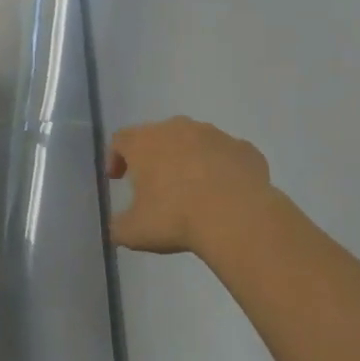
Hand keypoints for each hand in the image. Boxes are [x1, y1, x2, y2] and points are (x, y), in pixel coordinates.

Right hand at [108, 117, 275, 257]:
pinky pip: (227, 155)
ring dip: (189, 159)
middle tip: (154, 184)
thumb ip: (118, 227)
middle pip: (158, 135)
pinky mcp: (244, 149)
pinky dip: (222, 168)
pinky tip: (225, 193)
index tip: (116, 179)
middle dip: (154, 156)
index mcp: (145, 142)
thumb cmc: (176, 218)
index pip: (120, 140)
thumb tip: (116, 227)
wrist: (237, 217)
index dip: (115, 158)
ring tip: (193, 190)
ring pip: (195, 141)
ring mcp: (214, 135)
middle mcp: (177, 129)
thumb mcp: (134, 232)